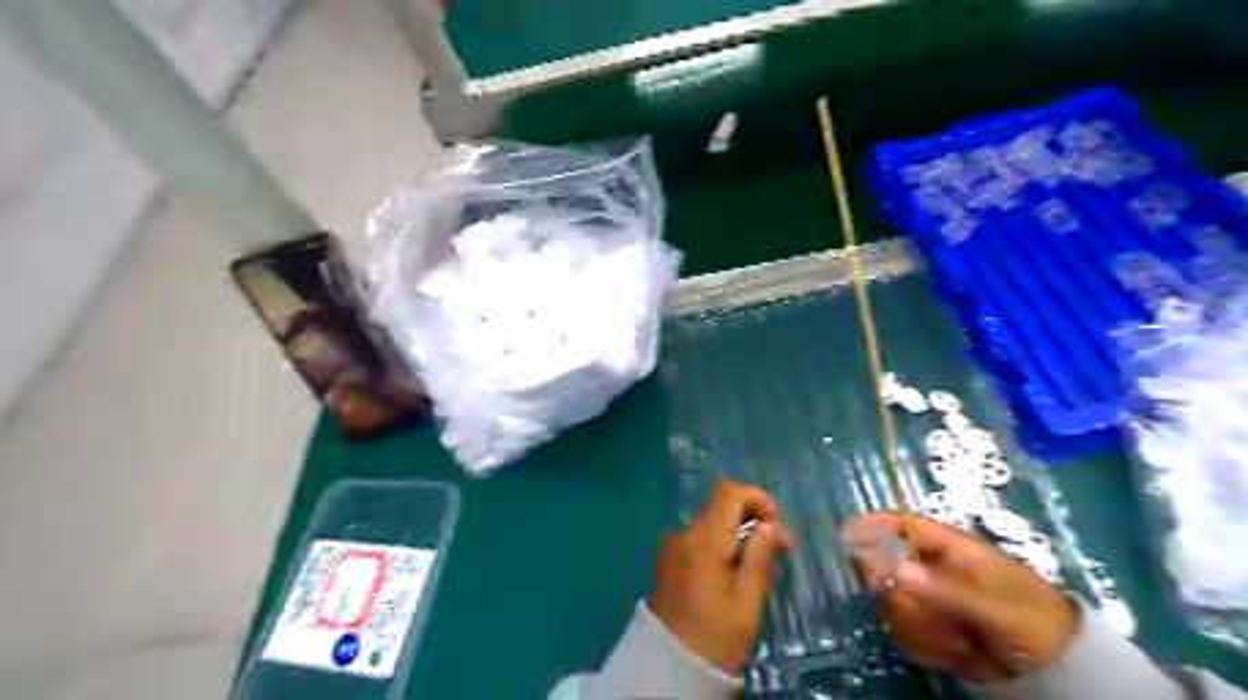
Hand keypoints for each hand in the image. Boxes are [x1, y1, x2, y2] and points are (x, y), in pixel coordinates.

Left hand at [647, 482, 793, 670]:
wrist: (667, 666)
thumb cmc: (713, 637)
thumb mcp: (746, 603)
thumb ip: (759, 558)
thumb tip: (768, 526)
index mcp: (702, 539)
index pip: (728, 492)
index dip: (757, 497)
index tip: (776, 524)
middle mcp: (683, 533)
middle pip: (721, 507)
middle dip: (753, 519)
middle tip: (780, 549)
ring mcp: (672, 545)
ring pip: (712, 523)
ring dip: (738, 534)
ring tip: (760, 567)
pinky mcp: (668, 558)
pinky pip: (700, 539)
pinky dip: (721, 545)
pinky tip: (735, 572)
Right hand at [843, 510, 1077, 683]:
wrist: (1064, 671)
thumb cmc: (1036, 622)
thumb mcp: (997, 607)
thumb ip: (946, 589)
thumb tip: (893, 570)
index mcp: (952, 549)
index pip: (904, 525)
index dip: (874, 524)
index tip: (846, 534)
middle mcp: (933, 570)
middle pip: (888, 571)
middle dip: (907, 601)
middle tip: (935, 620)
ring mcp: (930, 600)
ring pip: (894, 606)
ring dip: (923, 630)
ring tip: (962, 644)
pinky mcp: (930, 628)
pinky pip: (906, 634)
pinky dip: (928, 650)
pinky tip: (958, 656)